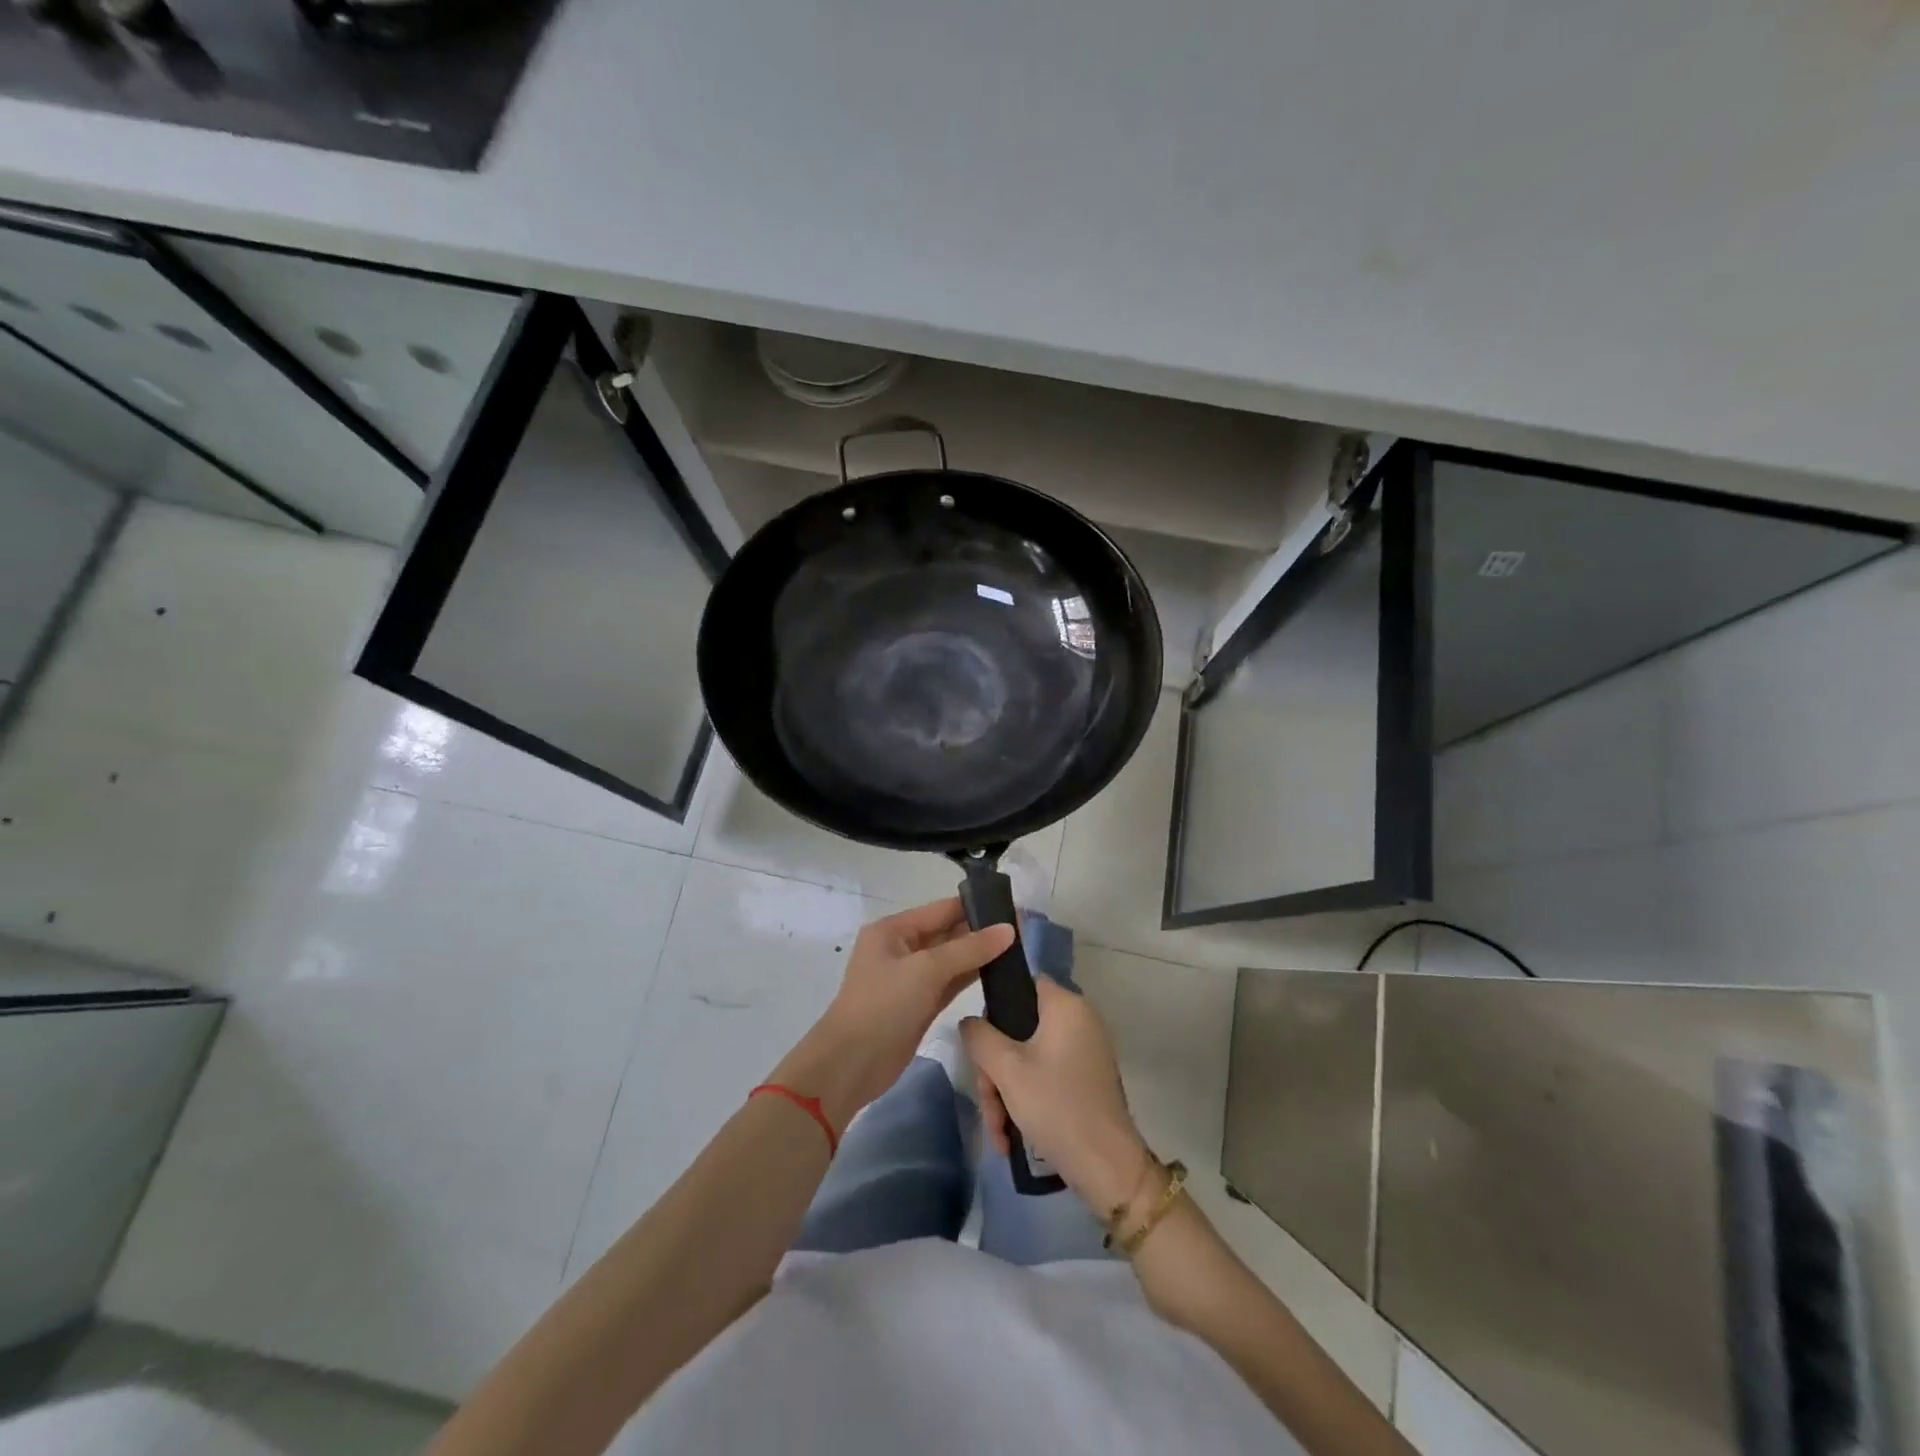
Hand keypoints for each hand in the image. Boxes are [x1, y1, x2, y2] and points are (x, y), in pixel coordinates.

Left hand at [771, 899, 1013, 1133]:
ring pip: (952, 959)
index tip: (1013, 907)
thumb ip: (969, 949)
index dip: (976, 907)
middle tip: (1023, 929)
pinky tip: (1000, 973)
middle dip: (981, 931)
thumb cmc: (883, 1005)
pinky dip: (972, 977)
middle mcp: (902, 948)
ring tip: (1019, 948)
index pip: (941, 909)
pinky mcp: (920, 1004)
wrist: (851, 1064)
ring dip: (980, 955)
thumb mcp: (926, 970)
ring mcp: (911, 978)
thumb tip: (1009, 929)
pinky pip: (951, 982)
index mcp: (893, 930)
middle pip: (947, 933)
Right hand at [961, 977, 1151, 1211]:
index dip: (995, 1008)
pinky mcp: (1085, 1079)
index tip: (980, 1044)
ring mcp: (1085, 1051)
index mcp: (1066, 1005)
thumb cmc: (1055, 1105)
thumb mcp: (1007, 1069)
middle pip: (1020, 1029)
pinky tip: (1011, 1136)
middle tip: (987, 1102)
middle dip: (996, 1069)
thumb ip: (980, 1037)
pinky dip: (1026, 1100)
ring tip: (998, 1132)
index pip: (1022, 984)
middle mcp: (1079, 1020)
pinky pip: (1045, 1076)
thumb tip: (970, 1023)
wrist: (1107, 1166)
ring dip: (1006, 1092)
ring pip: (1028, 1058)